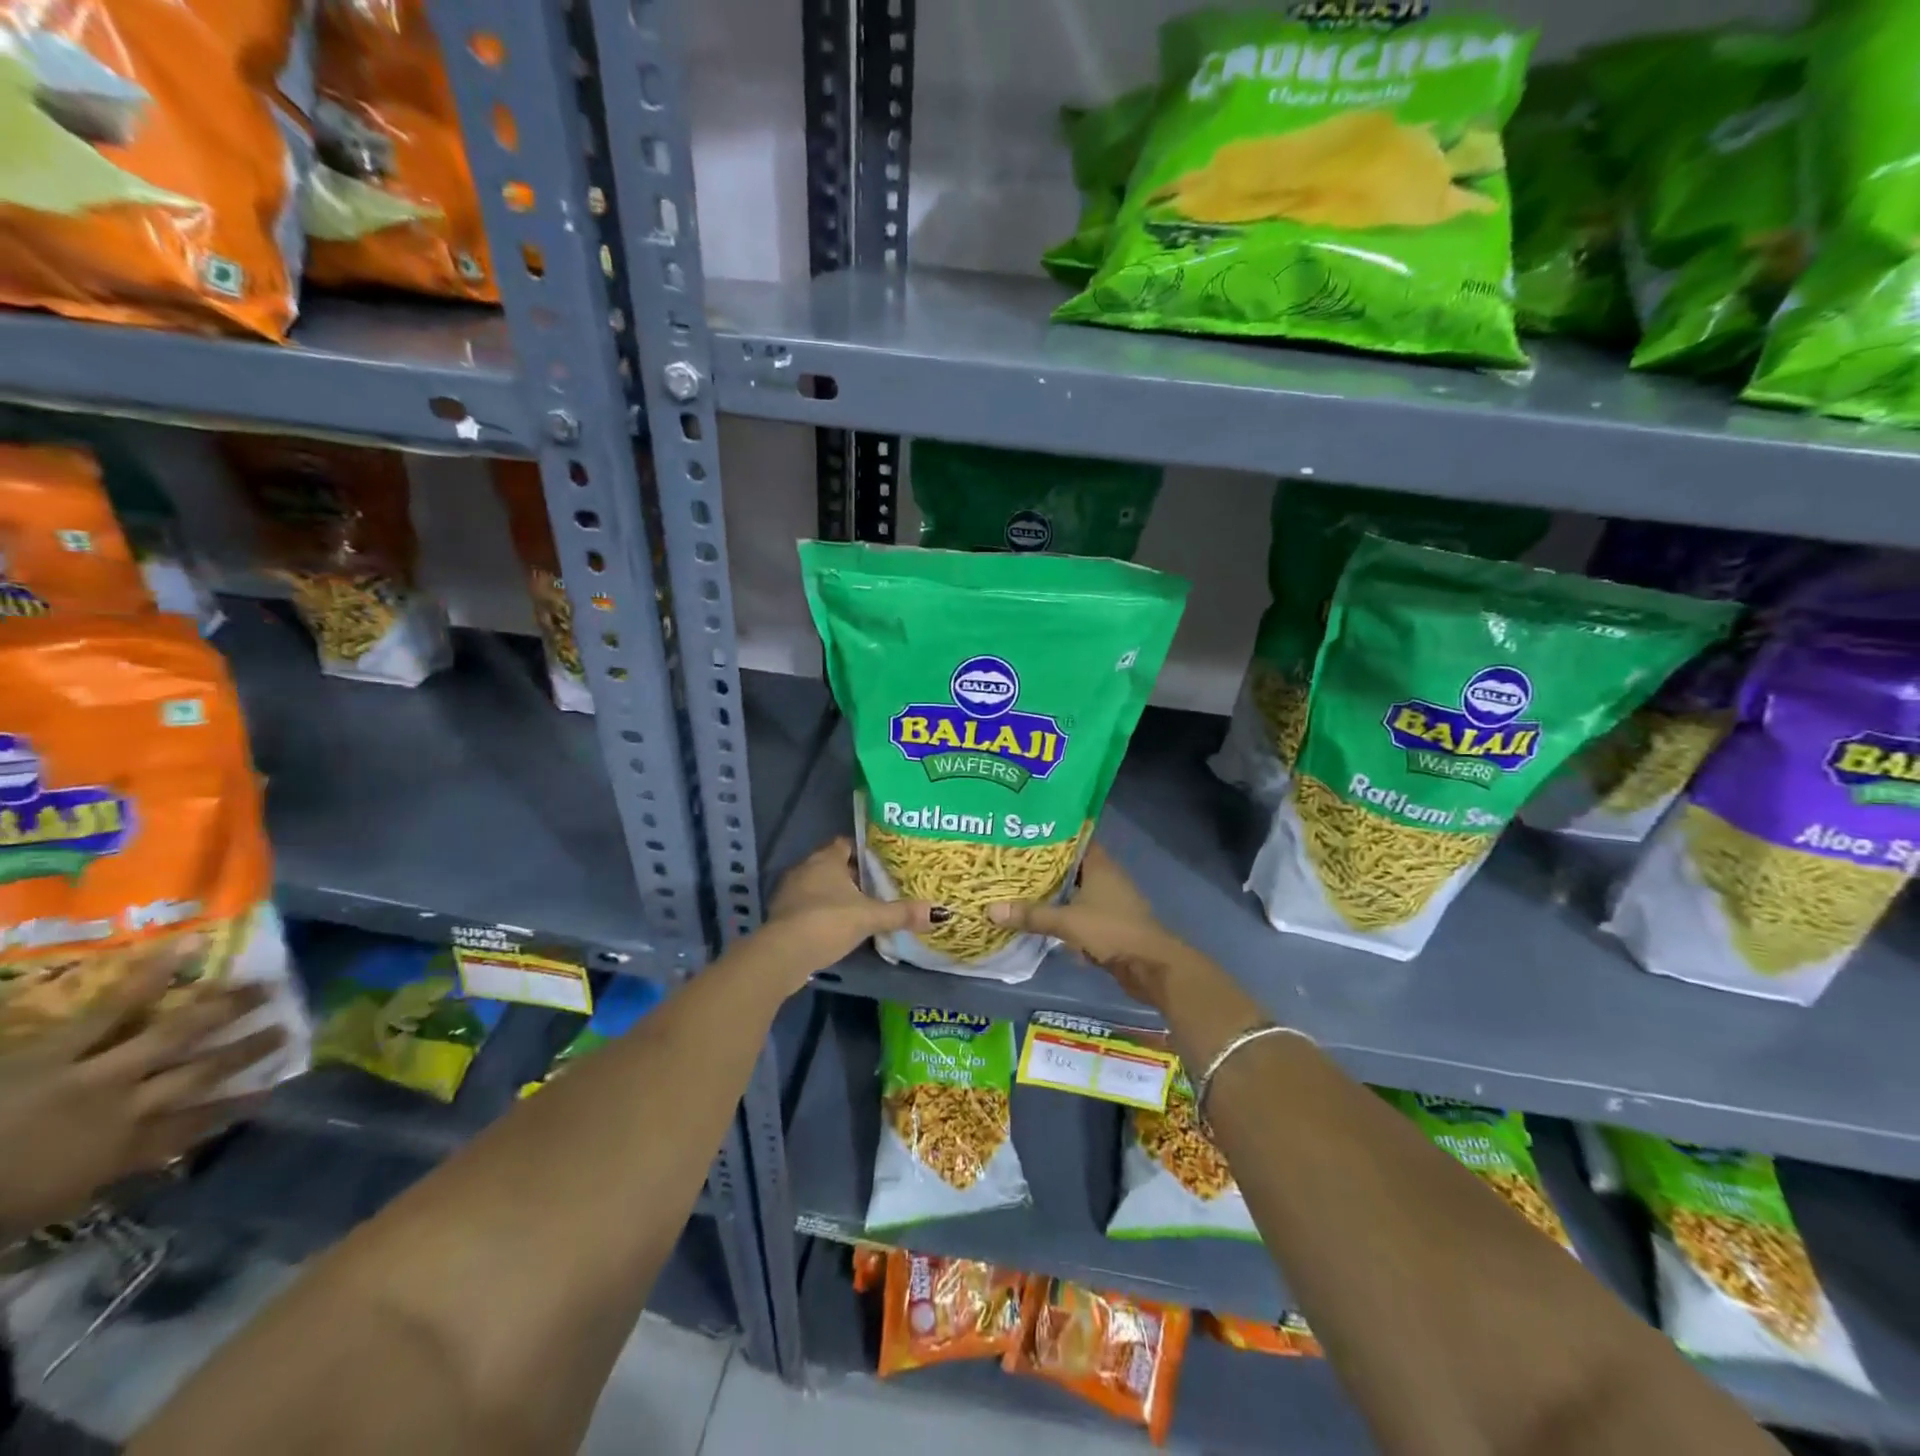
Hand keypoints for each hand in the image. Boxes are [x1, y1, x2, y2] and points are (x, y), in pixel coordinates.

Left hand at [0, 957, 287, 1239]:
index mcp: (121, 1152)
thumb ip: (99, 1171)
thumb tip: (147, 1148)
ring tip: (267, 985)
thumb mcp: (49, 1202)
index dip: (236, 1108)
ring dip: (225, 1009)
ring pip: (176, 1034)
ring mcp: (98, 1072)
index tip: (273, 1091)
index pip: (195, 1126)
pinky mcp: (61, 1048)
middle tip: (288, 1027)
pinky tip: (191, 945)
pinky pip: (115, 1006)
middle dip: (246, 1049)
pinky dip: (154, 973)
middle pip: (200, 1073)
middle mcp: (128, 1107)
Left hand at [760, 837, 935, 985]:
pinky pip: (806, 906)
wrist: (783, 953)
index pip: (845, 844)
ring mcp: (789, 892)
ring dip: (834, 895)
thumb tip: (939, 912)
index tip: (880, 862)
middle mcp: (805, 868)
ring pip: (817, 886)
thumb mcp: (869, 917)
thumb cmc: (828, 922)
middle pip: (831, 865)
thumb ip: (901, 913)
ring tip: (859, 908)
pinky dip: (820, 912)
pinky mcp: (781, 915)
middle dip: (850, 875)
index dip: (862, 851)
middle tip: (876, 887)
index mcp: (826, 859)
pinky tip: (835, 927)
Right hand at [988, 844, 1185, 1007]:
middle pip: (1071, 865)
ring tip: (1019, 887)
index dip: (1052, 835)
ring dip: (1053, 891)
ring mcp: (1109, 901)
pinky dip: (1063, 913)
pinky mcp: (1108, 923)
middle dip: (1045, 866)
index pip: (1075, 838)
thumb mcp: (1067, 921)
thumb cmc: (1112, 930)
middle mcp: (1106, 877)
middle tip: (1012, 861)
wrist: (1151, 966)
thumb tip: (990, 909)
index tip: (1025, 832)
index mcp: (1100, 865)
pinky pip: (1079, 912)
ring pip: (1075, 890)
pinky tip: (1040, 916)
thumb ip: (1031, 915)